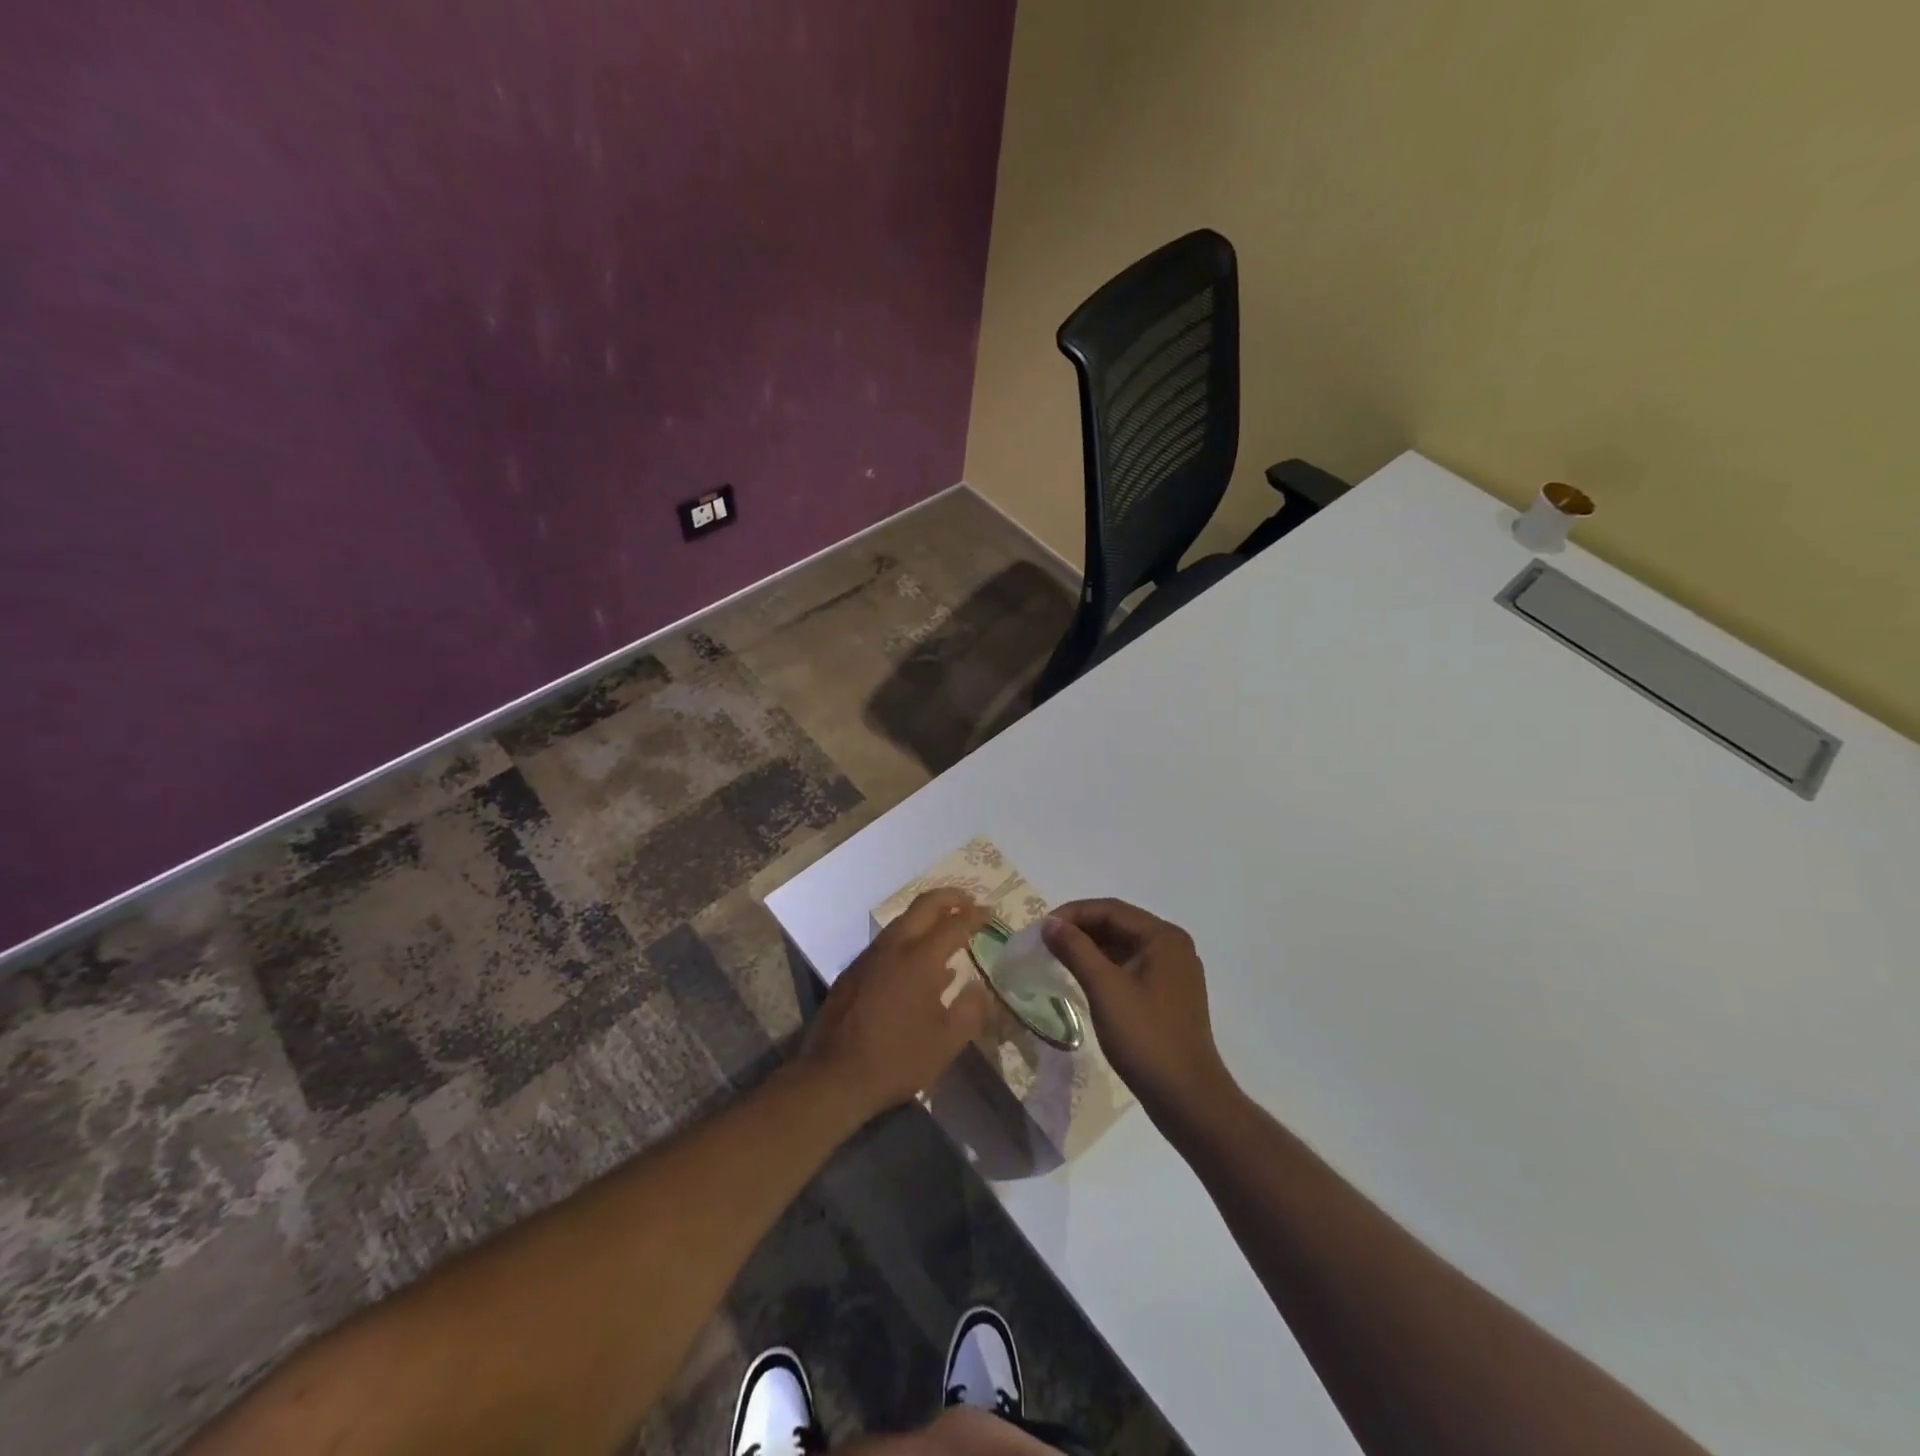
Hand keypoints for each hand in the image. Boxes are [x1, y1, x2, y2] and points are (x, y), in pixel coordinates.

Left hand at [801, 889, 992, 1123]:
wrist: (833, 1075)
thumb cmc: (896, 1059)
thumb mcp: (946, 1043)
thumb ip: (970, 1011)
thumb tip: (980, 989)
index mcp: (920, 959)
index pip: (954, 925)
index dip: (975, 916)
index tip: (990, 913)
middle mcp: (894, 947)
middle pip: (924, 906)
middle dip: (949, 898)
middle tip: (968, 901)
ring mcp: (869, 956)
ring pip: (902, 920)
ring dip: (926, 916)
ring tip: (946, 926)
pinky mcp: (853, 970)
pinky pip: (887, 941)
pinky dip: (909, 937)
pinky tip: (917, 962)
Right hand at [1042, 899, 1236, 1124]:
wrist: (1187, 1099)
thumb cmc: (1146, 1038)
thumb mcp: (1105, 989)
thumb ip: (1076, 950)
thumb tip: (1050, 923)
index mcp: (1164, 937)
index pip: (1111, 909)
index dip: (1073, 914)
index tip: (1041, 929)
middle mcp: (1172, 946)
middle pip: (1119, 924)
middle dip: (1081, 929)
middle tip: (1046, 942)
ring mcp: (1173, 971)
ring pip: (1124, 945)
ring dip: (1091, 947)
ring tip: (1058, 956)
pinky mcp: (1169, 994)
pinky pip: (1131, 966)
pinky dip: (1105, 965)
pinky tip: (1083, 977)